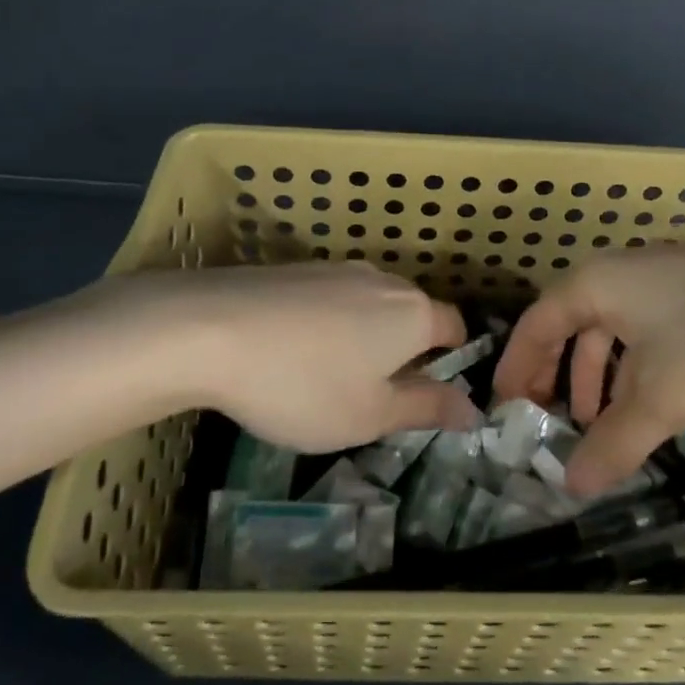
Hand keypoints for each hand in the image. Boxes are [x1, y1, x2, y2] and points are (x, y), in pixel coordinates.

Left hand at [81, 262, 479, 452]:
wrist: (210, 330)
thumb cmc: (304, 384)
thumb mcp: (369, 415)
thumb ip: (426, 409)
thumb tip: (474, 410)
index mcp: (412, 314)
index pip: (455, 326)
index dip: (453, 356)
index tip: (434, 388)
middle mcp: (382, 281)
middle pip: (412, 312)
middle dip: (408, 348)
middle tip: (380, 392)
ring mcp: (337, 269)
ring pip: (370, 303)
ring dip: (366, 334)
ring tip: (333, 375)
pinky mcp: (297, 269)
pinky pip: (332, 296)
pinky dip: (329, 322)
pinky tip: (295, 351)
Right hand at [493, 240, 684, 494]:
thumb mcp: (663, 396)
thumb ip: (615, 441)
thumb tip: (571, 486)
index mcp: (594, 286)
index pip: (535, 326)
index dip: (515, 368)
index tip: (503, 409)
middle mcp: (618, 275)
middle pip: (568, 327)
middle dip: (556, 377)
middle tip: (547, 422)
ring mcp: (658, 280)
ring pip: (610, 331)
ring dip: (598, 378)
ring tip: (599, 425)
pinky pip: (643, 331)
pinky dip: (633, 368)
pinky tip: (648, 403)